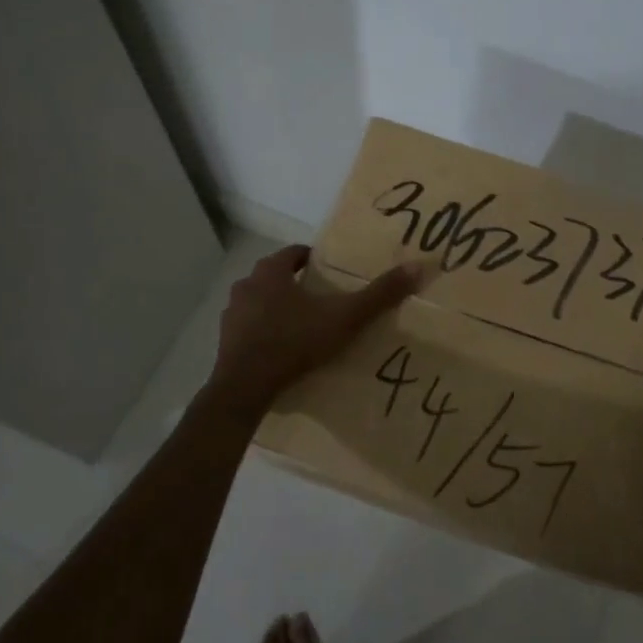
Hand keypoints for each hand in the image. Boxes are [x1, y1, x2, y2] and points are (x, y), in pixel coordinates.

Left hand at [209, 246, 421, 412]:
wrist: (244, 388)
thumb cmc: (294, 342)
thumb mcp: (344, 317)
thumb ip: (379, 295)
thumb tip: (418, 267)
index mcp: (271, 271)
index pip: (294, 253)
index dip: (313, 260)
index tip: (330, 272)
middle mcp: (247, 285)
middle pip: (275, 277)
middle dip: (296, 285)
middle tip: (321, 300)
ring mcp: (232, 314)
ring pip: (260, 302)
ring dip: (277, 309)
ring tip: (303, 327)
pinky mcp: (224, 341)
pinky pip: (249, 329)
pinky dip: (263, 333)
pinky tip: (281, 351)